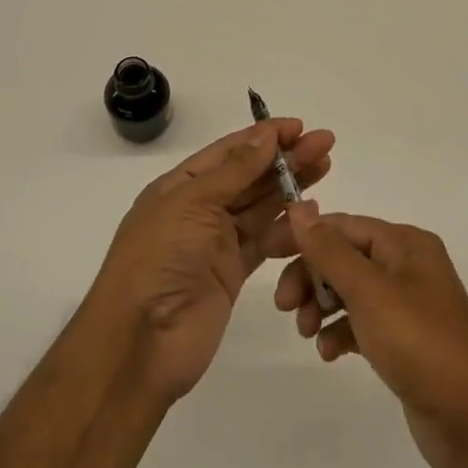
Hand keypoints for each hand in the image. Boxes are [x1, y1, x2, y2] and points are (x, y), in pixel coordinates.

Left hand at [88, 120, 334, 404]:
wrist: (142, 340)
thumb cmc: (159, 258)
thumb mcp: (192, 203)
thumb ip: (234, 171)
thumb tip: (265, 135)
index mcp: (179, 186)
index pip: (228, 152)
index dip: (263, 137)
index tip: (299, 126)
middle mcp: (198, 209)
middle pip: (248, 176)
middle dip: (285, 158)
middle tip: (325, 143)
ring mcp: (215, 242)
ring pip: (260, 206)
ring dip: (290, 187)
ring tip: (325, 168)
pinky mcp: (232, 273)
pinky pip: (265, 241)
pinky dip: (287, 228)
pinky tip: (310, 214)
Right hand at [276, 208, 467, 467]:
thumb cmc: (421, 344)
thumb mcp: (370, 292)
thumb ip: (330, 250)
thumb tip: (298, 208)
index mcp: (405, 244)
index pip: (342, 225)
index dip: (302, 236)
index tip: (265, 253)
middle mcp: (407, 266)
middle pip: (343, 257)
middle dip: (311, 277)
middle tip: (285, 307)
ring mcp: (407, 305)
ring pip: (348, 291)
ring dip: (321, 306)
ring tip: (306, 333)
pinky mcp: (404, 340)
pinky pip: (361, 323)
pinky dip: (340, 332)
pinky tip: (329, 353)